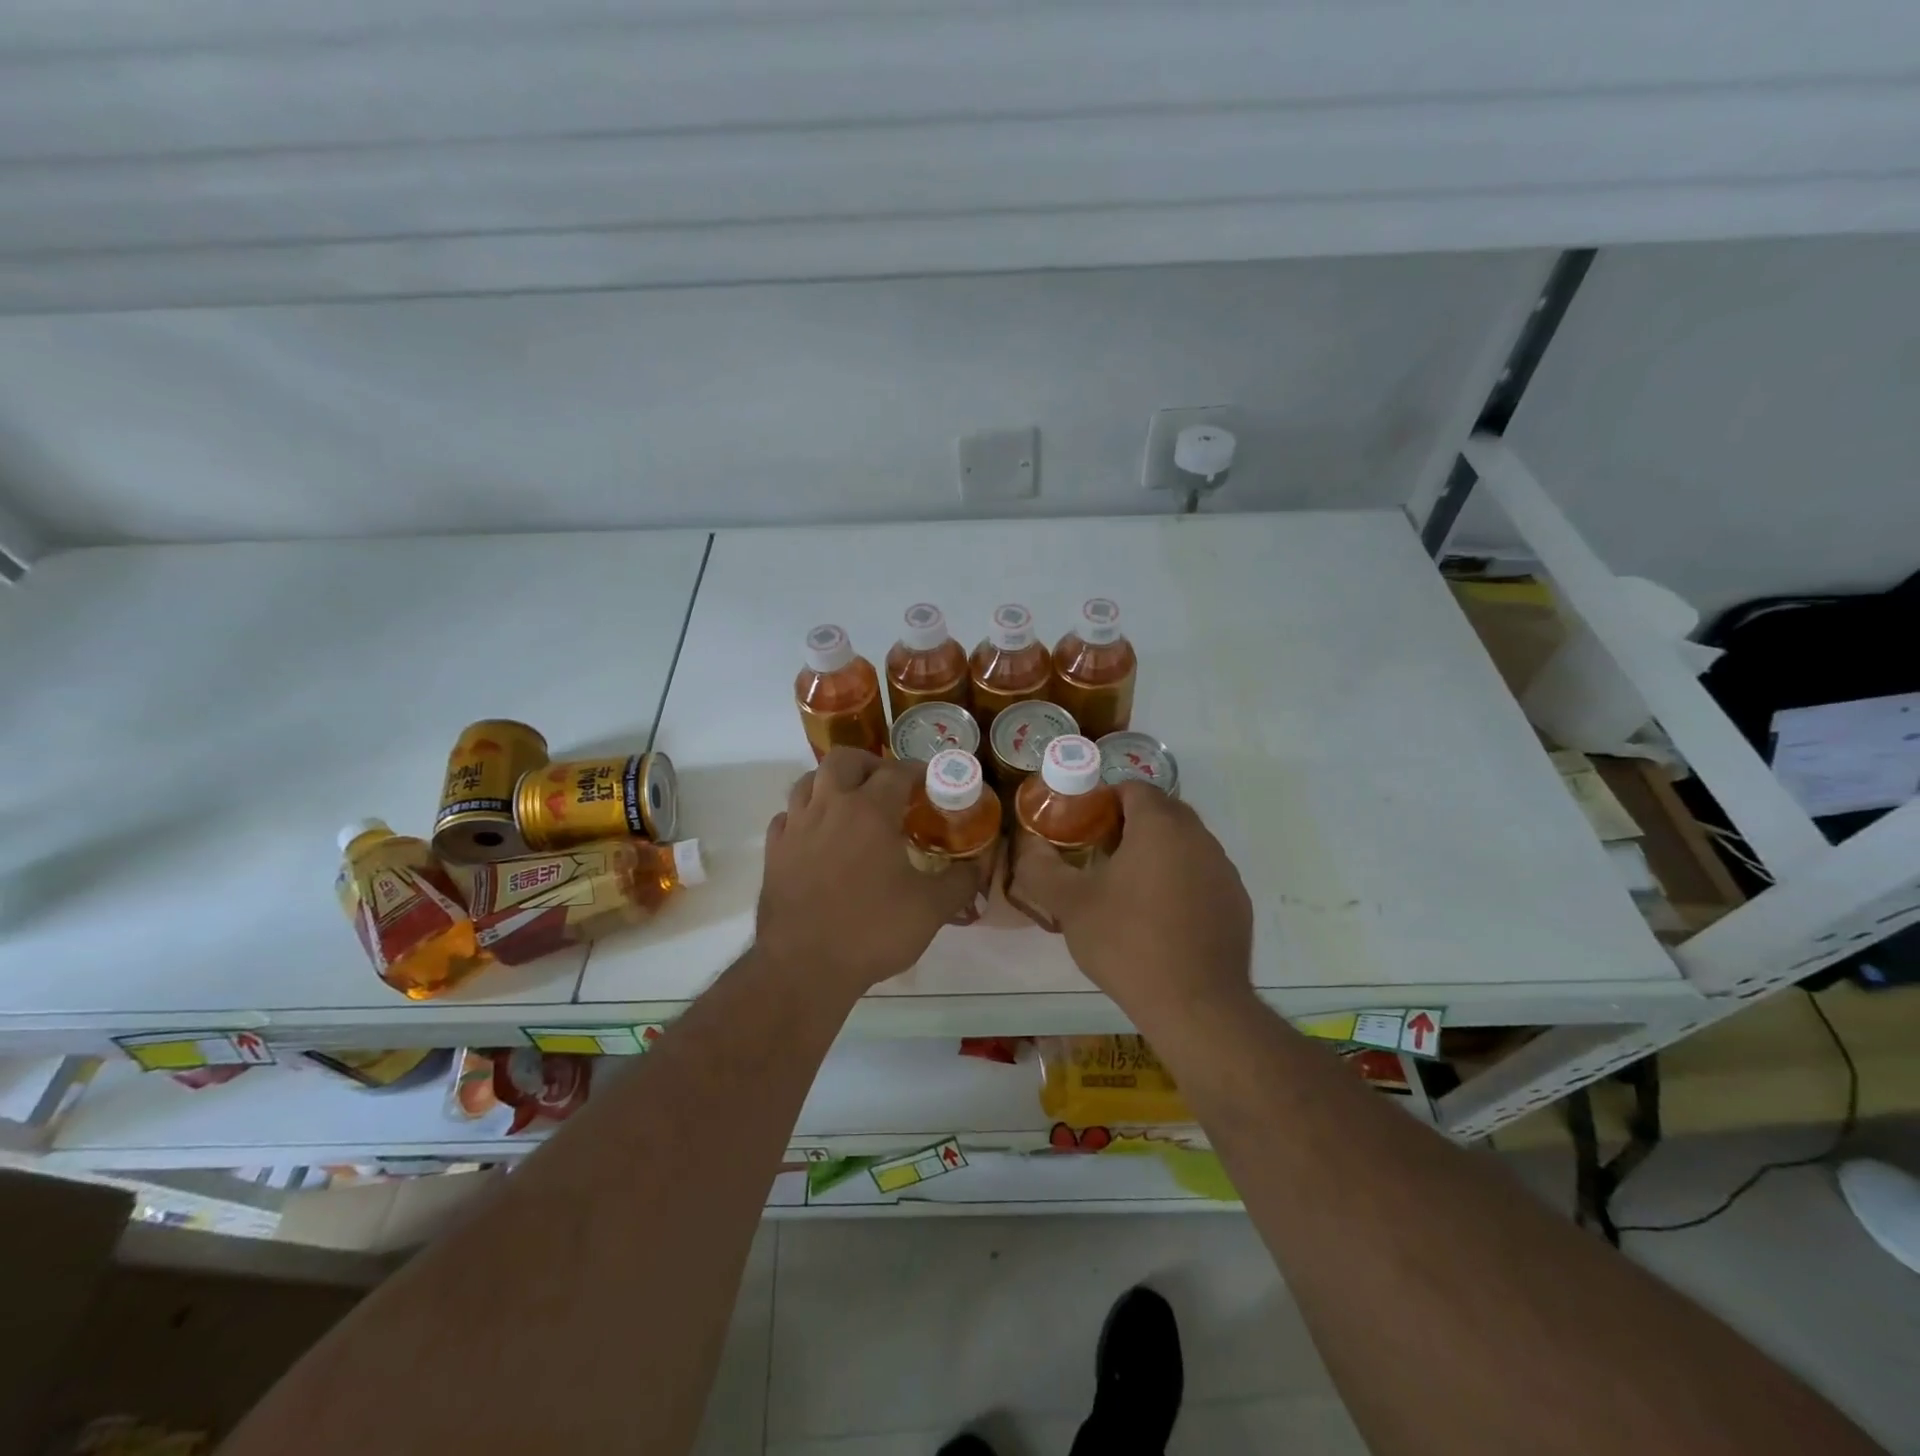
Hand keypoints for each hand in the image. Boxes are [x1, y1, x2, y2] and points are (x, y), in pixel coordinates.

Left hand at [757, 749, 978, 995]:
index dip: (918, 771)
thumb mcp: (931, 909)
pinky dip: (804, 815)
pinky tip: (817, 835)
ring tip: (851, 804)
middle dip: (869, 764)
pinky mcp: (774, 852)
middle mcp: (829, 807)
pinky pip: (787, 817)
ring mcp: (796, 827)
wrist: (803, 966)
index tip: (931, 783)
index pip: (896, 771)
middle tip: (887, 786)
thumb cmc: (872, 929)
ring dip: (832, 783)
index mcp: (869, 810)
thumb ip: (961, 881)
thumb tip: (979, 865)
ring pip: (808, 782)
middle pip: (844, 759)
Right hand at [1009, 783, 1253, 1017]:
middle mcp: (1199, 837)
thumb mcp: (1070, 904)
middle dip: (1130, 824)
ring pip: (1185, 844)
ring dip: (1157, 853)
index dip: (1104, 801)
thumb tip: (1029, 847)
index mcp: (1160, 826)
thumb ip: (1041, 868)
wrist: (1195, 1005)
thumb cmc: (1127, 942)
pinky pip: (1202, 875)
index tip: (1083, 828)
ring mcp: (1224, 870)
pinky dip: (1181, 881)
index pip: (1133, 788)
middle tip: (1100, 855)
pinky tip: (1162, 918)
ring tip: (1128, 889)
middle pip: (1162, 812)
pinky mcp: (1237, 902)